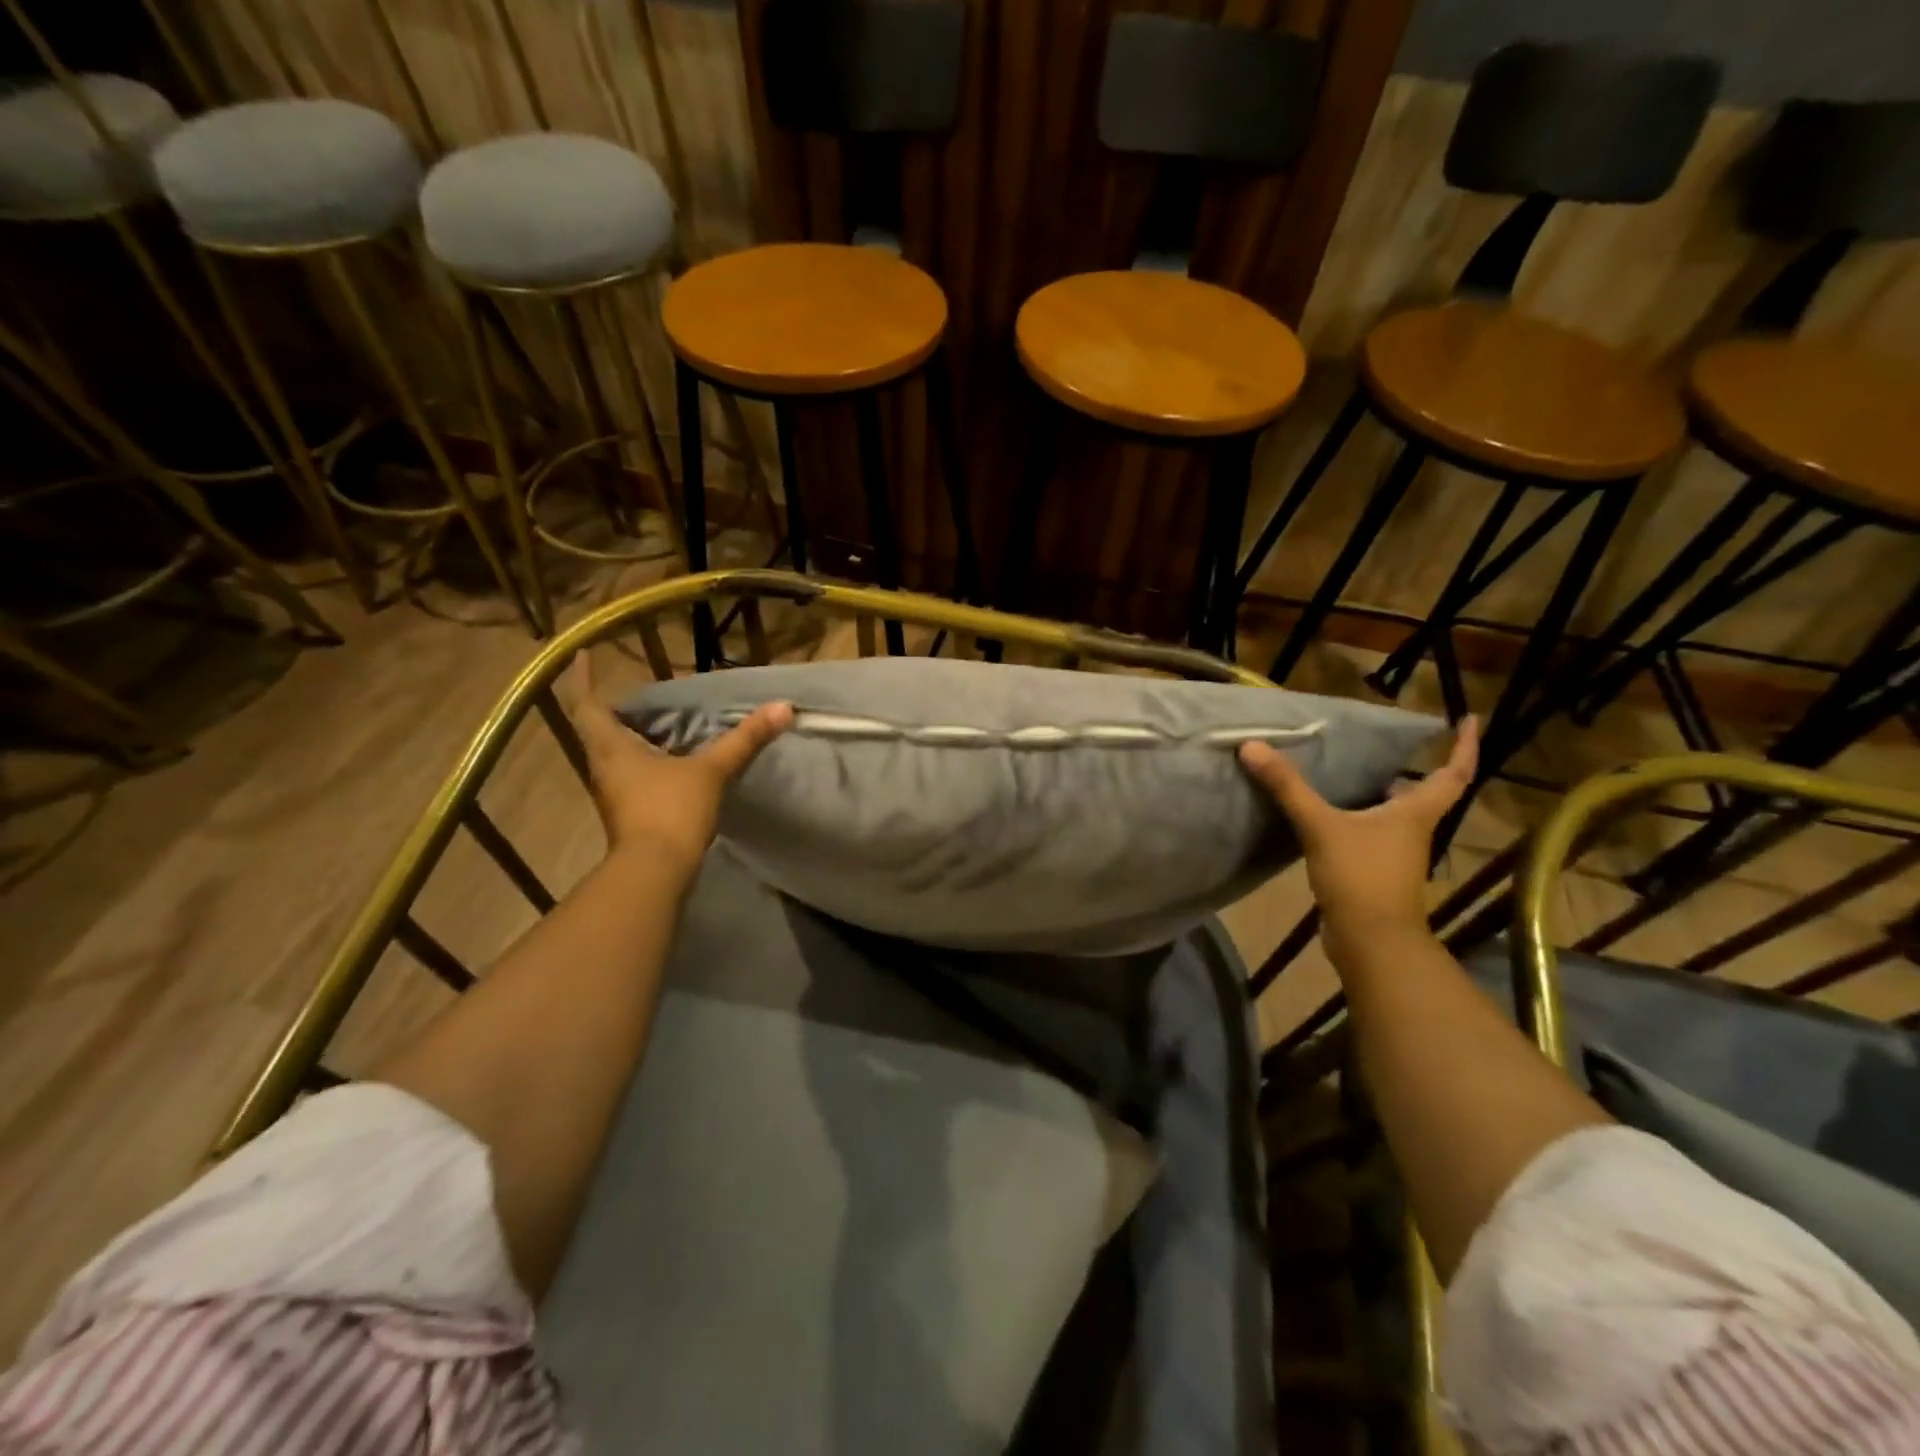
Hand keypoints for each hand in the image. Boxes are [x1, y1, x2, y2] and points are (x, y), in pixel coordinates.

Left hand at [562, 652, 792, 873]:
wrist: (655, 873)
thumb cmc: (671, 811)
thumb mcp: (711, 771)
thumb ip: (744, 739)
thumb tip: (783, 708)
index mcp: (611, 749)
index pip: (586, 705)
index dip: (582, 678)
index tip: (582, 654)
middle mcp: (603, 768)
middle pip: (597, 730)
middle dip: (611, 708)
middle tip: (636, 693)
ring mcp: (613, 794)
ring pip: (613, 755)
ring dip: (627, 736)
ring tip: (656, 722)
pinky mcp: (628, 814)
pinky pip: (630, 777)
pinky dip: (644, 761)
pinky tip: (670, 762)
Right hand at [1238, 717, 1478, 963]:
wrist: (1370, 942)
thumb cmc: (1361, 877)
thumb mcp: (1321, 826)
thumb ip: (1288, 787)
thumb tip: (1253, 746)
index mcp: (1415, 813)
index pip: (1453, 774)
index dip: (1464, 746)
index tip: (1469, 720)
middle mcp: (1412, 831)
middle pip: (1422, 795)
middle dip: (1412, 770)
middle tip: (1385, 746)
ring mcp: (1395, 854)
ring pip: (1392, 816)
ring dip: (1379, 794)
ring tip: (1350, 772)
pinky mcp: (1374, 872)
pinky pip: (1368, 835)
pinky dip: (1355, 819)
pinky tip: (1326, 815)